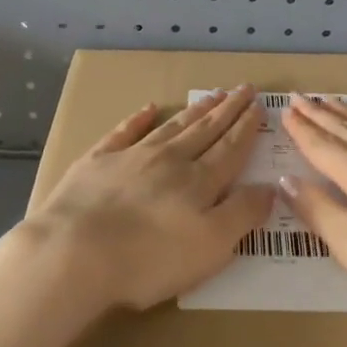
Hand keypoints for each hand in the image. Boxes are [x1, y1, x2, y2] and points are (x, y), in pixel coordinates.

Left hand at [19, 86, 274, 312]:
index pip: (231, 148)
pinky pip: (125, 132)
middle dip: (228, 110)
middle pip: (206, 130)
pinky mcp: (98, 162)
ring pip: (172, 127)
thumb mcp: (211, 246)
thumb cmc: (149, 259)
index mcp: (199, 181)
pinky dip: (138, 119)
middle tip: (244, 88)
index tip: (260, 106)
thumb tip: (271, 186)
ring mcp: (132, 156)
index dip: (247, 128)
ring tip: (212, 95)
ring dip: (195, 111)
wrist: (75, 252)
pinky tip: (148, 109)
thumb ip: (243, 214)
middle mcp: (170, 160)